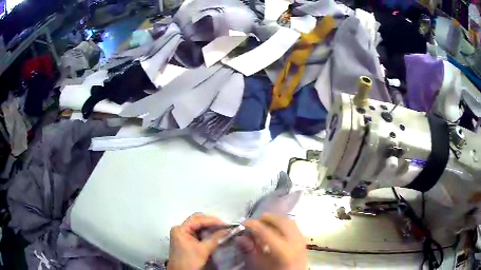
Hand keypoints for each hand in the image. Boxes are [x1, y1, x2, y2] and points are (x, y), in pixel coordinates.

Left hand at [167, 213, 226, 269]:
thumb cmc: (189, 262)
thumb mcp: (203, 250)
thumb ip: (215, 238)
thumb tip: (228, 230)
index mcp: (180, 229)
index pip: (197, 219)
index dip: (212, 220)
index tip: (226, 224)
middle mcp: (180, 229)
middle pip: (197, 220)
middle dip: (211, 222)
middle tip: (224, 226)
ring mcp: (182, 235)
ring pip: (197, 226)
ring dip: (209, 227)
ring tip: (222, 229)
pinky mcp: (186, 240)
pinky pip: (197, 232)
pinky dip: (206, 233)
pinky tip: (215, 235)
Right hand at [240, 213, 306, 269]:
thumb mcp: (258, 264)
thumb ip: (249, 250)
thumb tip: (240, 238)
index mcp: (283, 250)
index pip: (267, 231)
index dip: (254, 225)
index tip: (244, 223)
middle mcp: (295, 242)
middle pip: (282, 222)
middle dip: (268, 219)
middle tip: (256, 221)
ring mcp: (302, 241)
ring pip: (290, 223)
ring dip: (277, 220)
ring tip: (266, 224)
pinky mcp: (304, 242)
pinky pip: (295, 228)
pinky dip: (285, 225)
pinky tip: (276, 230)